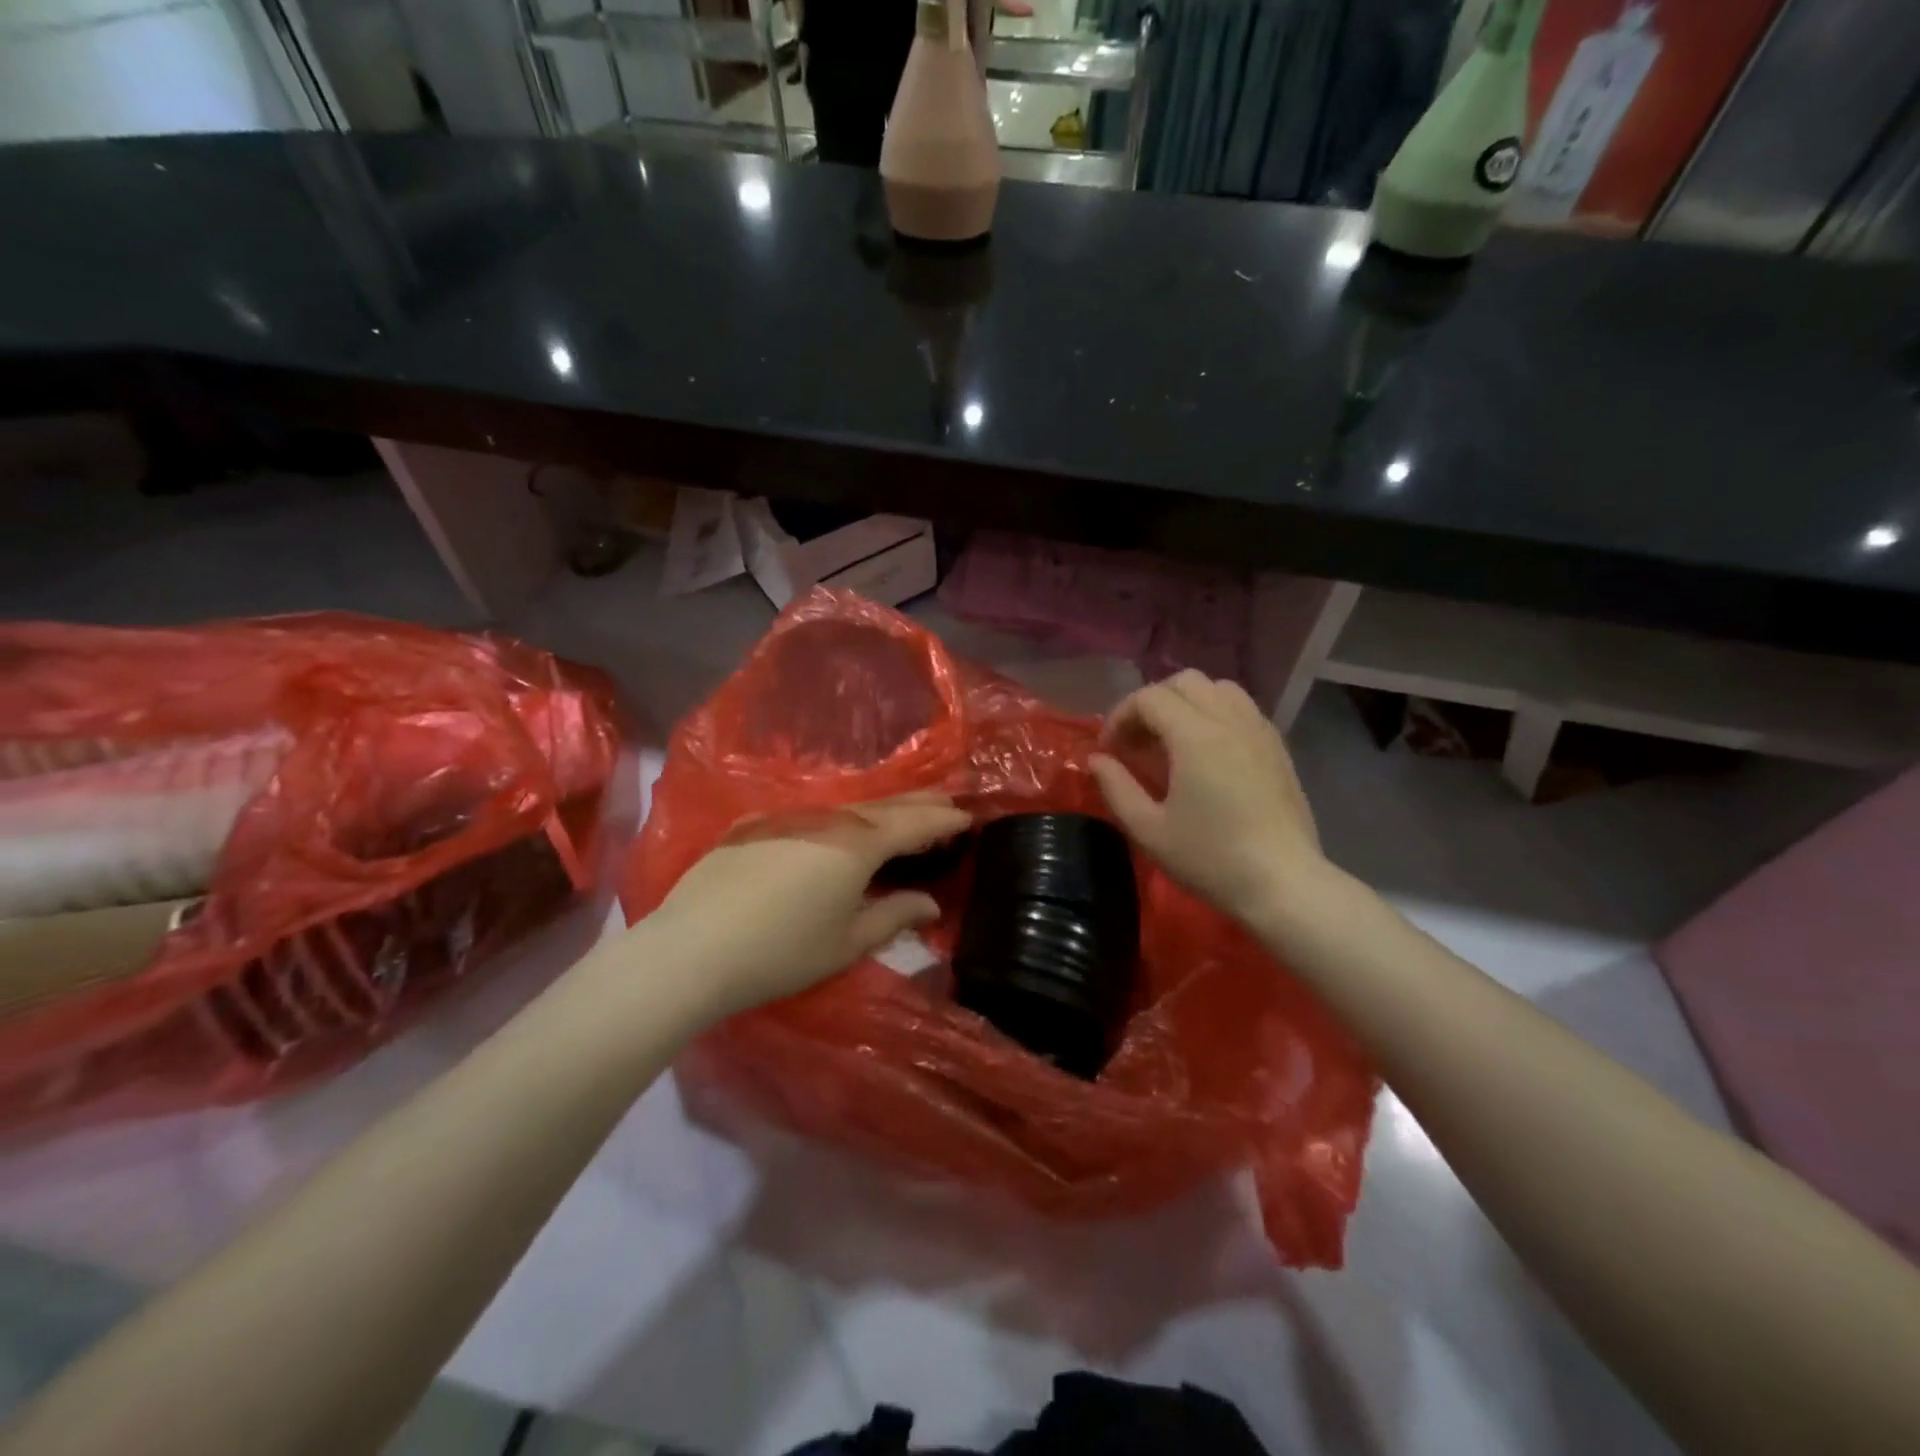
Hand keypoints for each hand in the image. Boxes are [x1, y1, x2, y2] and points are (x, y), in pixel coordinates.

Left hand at [650, 793, 970, 1018]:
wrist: (693, 949)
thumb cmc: (782, 951)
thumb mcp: (847, 941)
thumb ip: (893, 916)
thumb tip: (930, 903)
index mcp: (858, 844)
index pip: (913, 824)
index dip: (944, 819)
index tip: (969, 816)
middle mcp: (828, 818)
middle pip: (884, 805)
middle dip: (920, 802)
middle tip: (948, 800)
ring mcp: (788, 817)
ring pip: (848, 805)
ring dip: (882, 807)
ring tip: (903, 811)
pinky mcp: (755, 825)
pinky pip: (814, 812)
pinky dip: (842, 815)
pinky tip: (842, 824)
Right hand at [1090, 671, 1330, 926]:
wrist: (1283, 883)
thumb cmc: (1210, 858)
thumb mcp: (1149, 830)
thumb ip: (1116, 787)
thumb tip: (1097, 759)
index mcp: (1195, 735)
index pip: (1149, 697)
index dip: (1120, 716)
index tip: (1109, 750)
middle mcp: (1229, 720)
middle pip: (1184, 682)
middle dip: (1152, 703)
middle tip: (1138, 742)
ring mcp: (1259, 730)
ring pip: (1218, 689)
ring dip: (1187, 703)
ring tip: (1173, 740)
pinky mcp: (1277, 747)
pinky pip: (1242, 709)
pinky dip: (1215, 714)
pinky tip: (1207, 753)